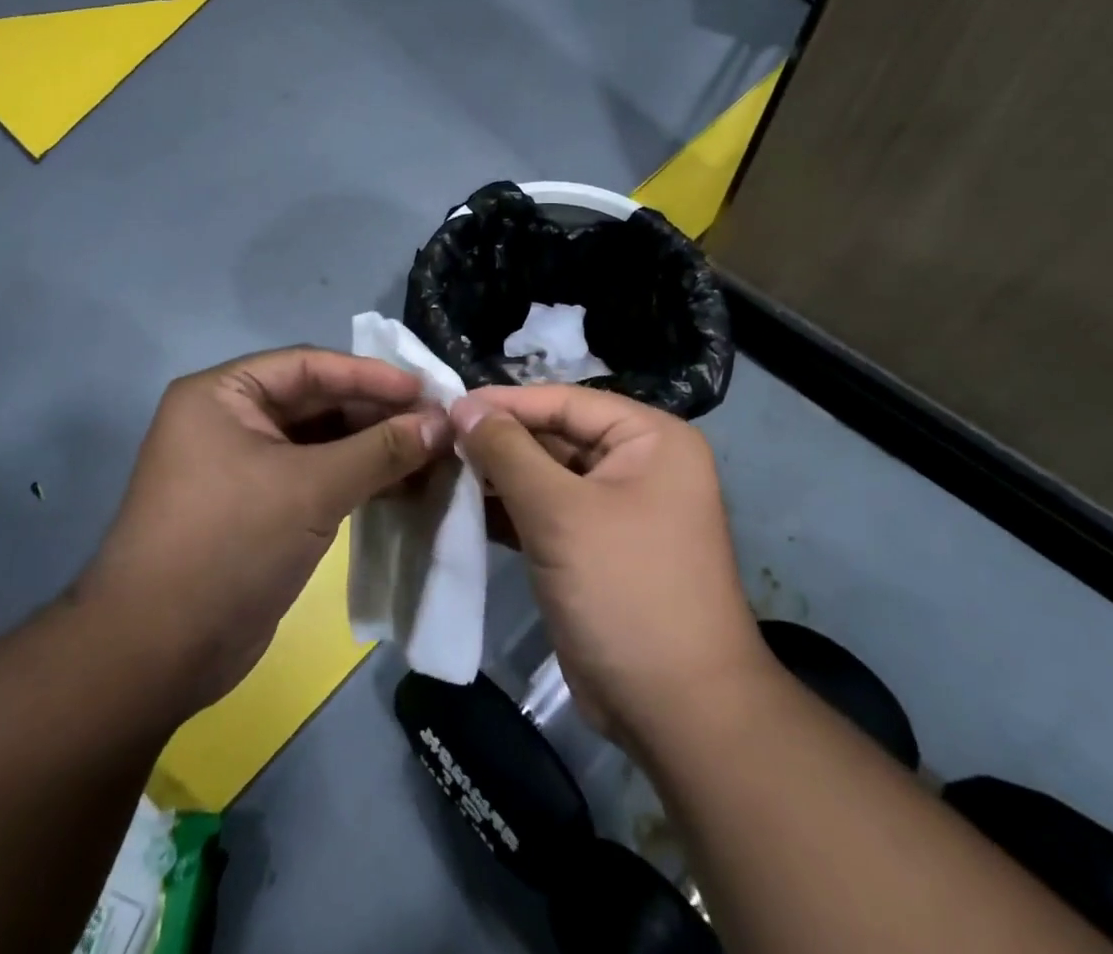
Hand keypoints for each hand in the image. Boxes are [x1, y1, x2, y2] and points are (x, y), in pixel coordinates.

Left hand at [77, 348, 450, 719]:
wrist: (156, 655)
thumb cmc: (229, 544)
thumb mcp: (311, 488)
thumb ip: (382, 450)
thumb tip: (444, 422)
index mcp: (223, 394)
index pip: (310, 366)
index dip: (371, 376)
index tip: (427, 391)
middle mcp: (229, 420)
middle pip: (317, 401)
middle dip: (377, 415)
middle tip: (436, 426)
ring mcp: (242, 466)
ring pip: (321, 442)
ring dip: (373, 449)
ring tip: (431, 456)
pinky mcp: (257, 508)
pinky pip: (315, 477)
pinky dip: (356, 479)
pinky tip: (402, 486)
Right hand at [451, 385, 767, 751]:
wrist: (676, 711)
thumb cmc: (625, 589)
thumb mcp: (560, 512)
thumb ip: (508, 451)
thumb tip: (464, 405)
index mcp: (649, 438)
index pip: (565, 402)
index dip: (505, 402)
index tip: (447, 404)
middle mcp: (637, 463)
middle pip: (555, 436)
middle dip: (498, 441)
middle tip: (436, 439)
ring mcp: (616, 507)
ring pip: (545, 475)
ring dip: (496, 475)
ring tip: (439, 468)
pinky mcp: (593, 547)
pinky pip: (545, 512)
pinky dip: (508, 509)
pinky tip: (460, 505)